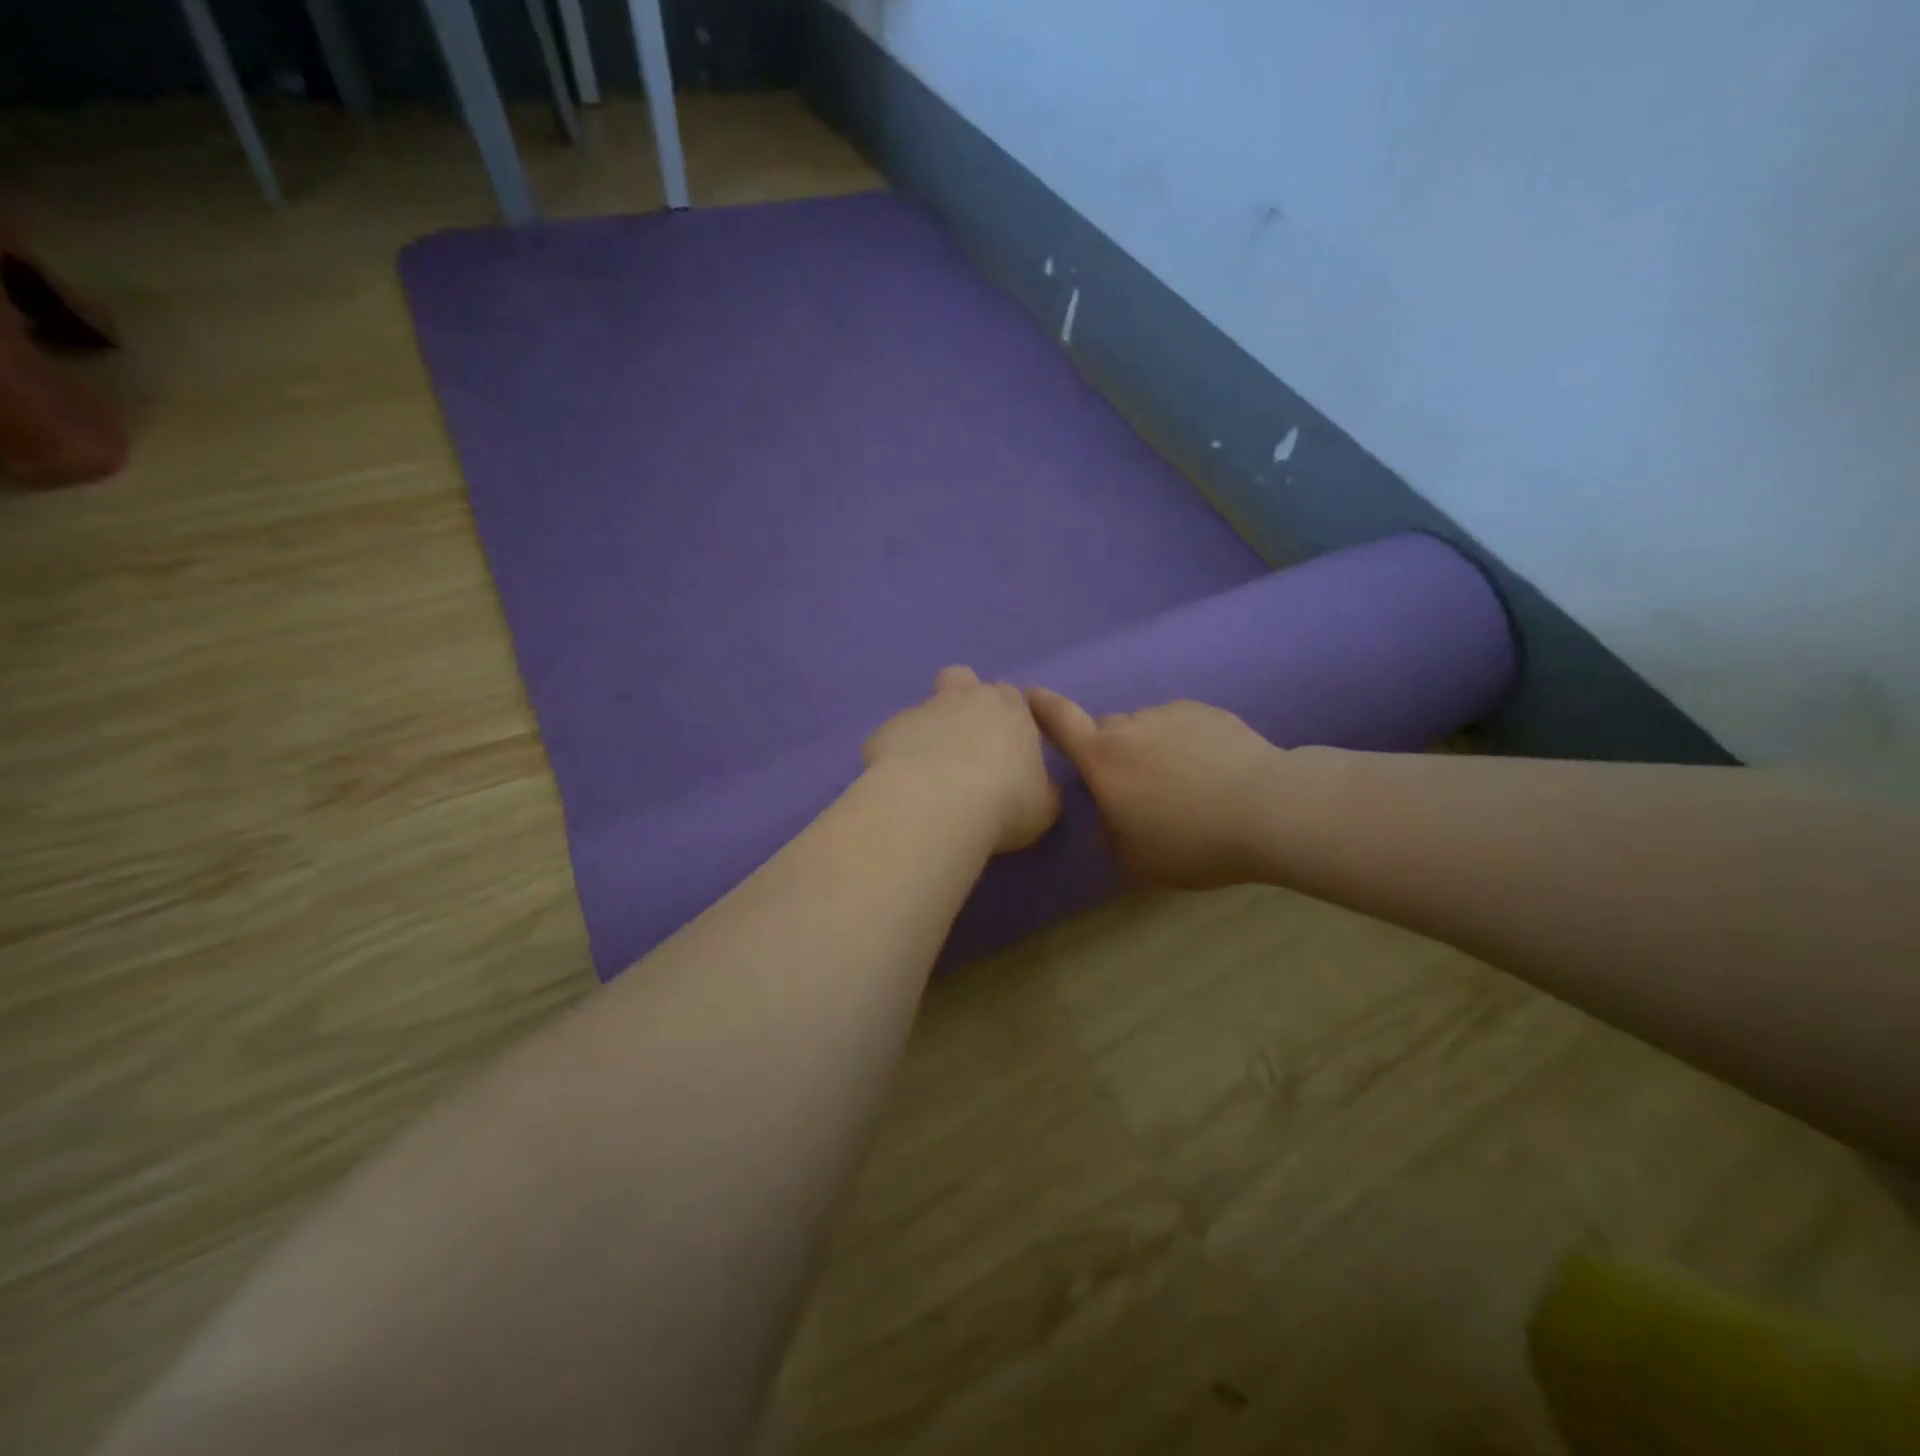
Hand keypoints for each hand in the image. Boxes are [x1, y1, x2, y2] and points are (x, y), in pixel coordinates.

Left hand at [864, 667, 1060, 853]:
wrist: (934, 805)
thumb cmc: (1003, 801)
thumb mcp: (1045, 806)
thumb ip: (1043, 788)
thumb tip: (1037, 788)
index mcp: (1009, 708)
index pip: (1012, 696)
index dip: (1009, 718)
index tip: (1008, 748)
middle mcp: (963, 698)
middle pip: (961, 679)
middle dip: (962, 700)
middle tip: (965, 743)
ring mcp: (919, 711)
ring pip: (923, 709)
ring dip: (927, 732)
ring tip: (928, 775)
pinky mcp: (884, 732)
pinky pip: (893, 740)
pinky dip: (897, 757)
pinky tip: (902, 788)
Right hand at [1027, 688, 1282, 888]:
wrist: (1268, 809)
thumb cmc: (1190, 840)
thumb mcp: (1136, 860)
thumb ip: (1110, 837)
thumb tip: (1107, 822)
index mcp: (1103, 759)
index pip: (1060, 722)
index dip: (1042, 707)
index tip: (1031, 693)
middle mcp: (1131, 727)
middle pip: (1108, 730)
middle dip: (1113, 752)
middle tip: (1138, 788)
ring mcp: (1171, 714)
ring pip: (1148, 728)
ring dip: (1153, 749)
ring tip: (1186, 785)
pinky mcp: (1209, 712)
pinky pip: (1183, 725)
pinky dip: (1187, 744)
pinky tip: (1214, 773)